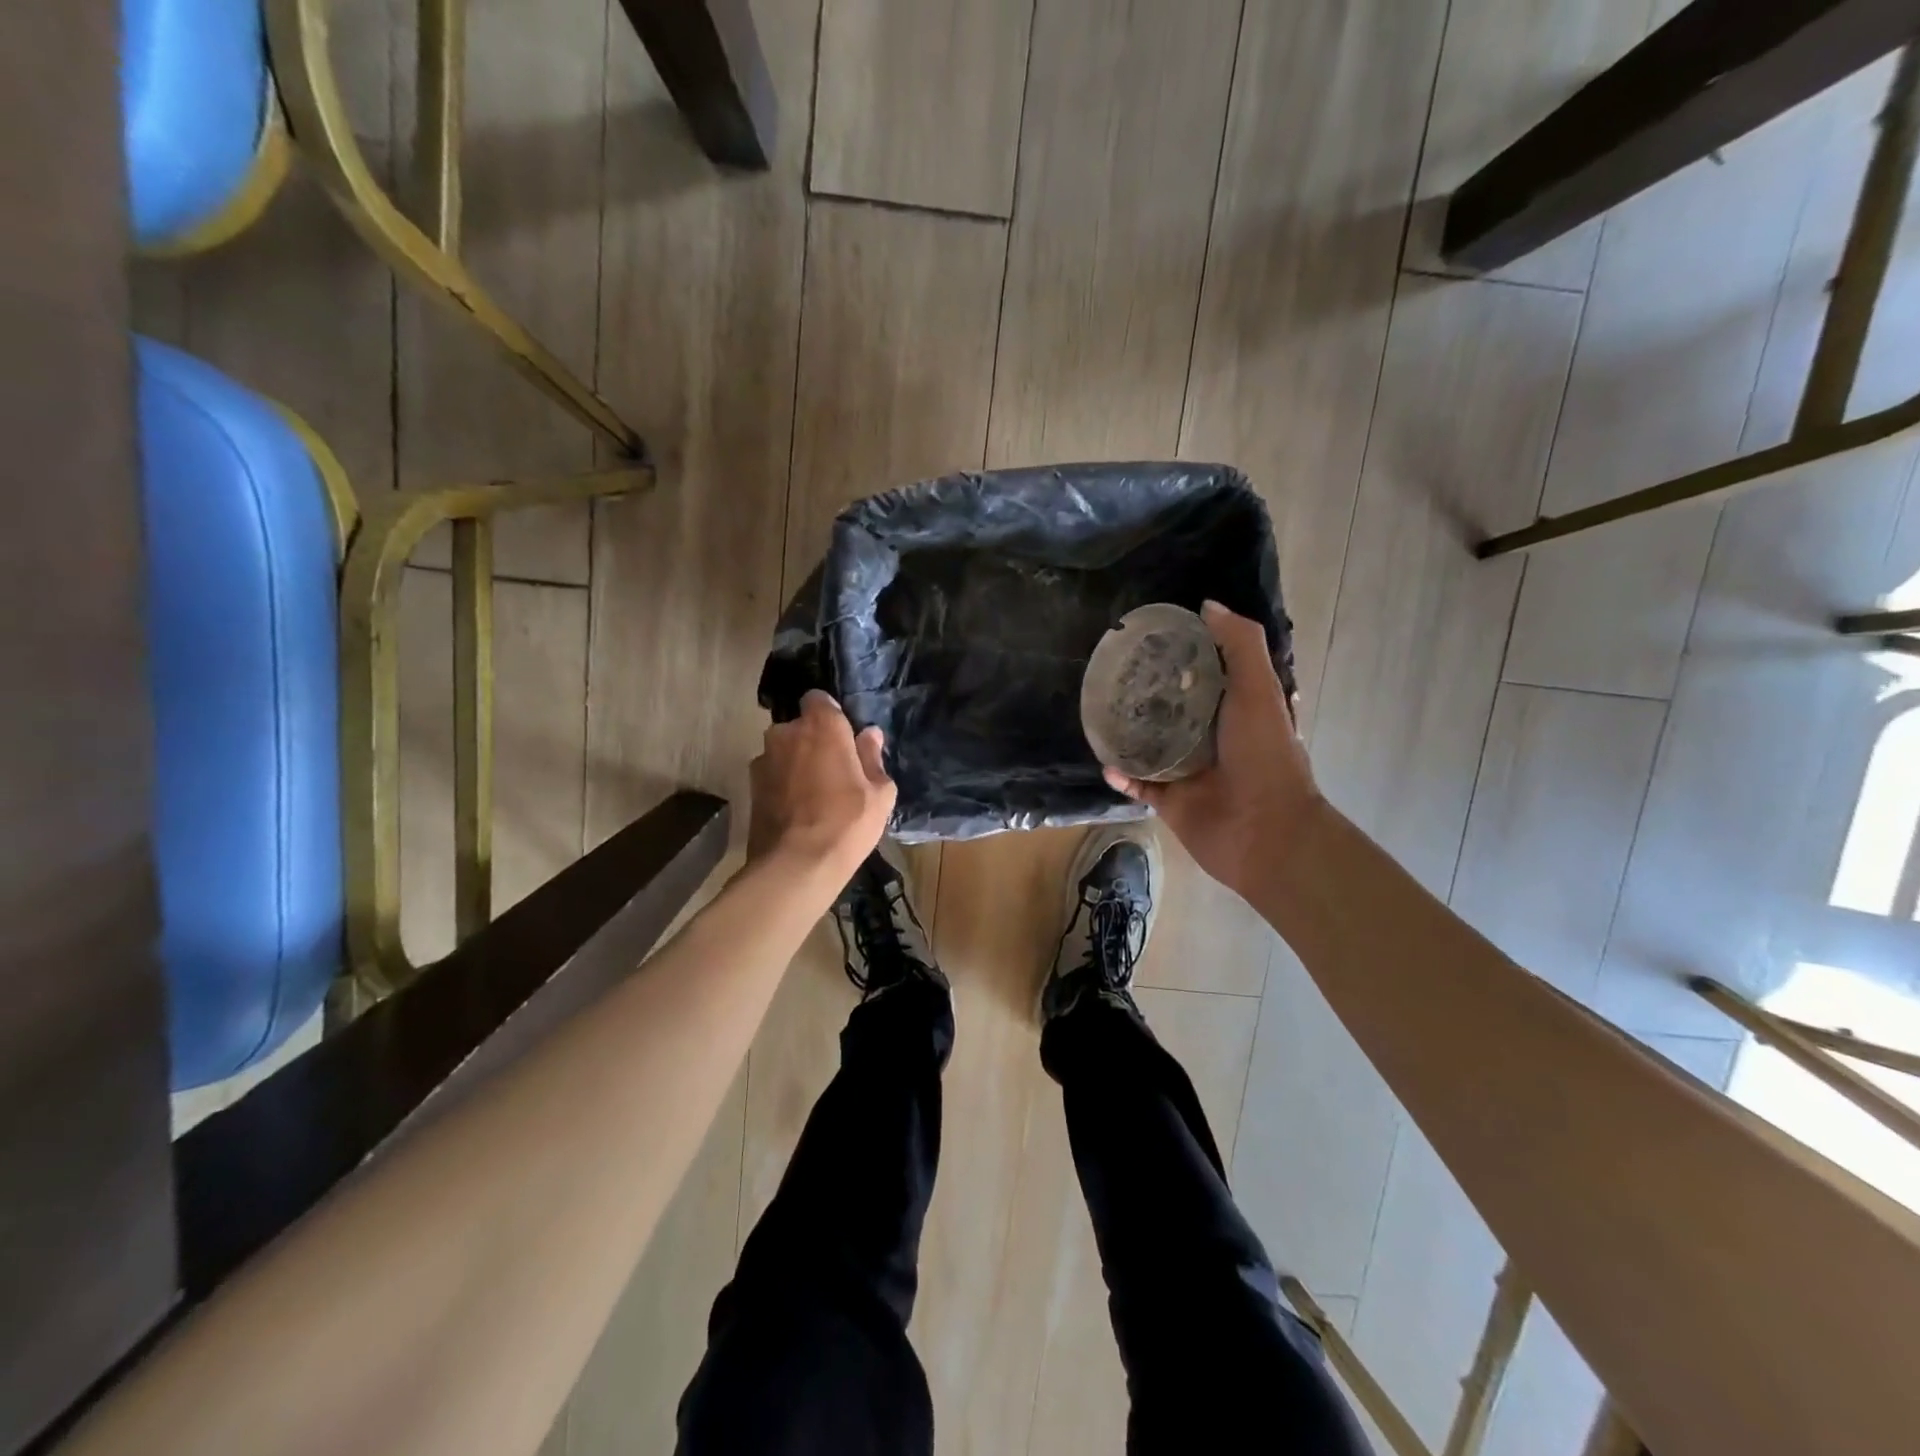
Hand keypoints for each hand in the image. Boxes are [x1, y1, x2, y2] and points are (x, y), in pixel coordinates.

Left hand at [748, 690, 895, 877]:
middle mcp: (786, 733)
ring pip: (784, 752)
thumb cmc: (847, 823)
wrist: (796, 865)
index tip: (844, 737)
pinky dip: (783, 784)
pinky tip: (797, 810)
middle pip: (800, 727)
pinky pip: (773, 775)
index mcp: (821, 726)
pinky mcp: (750, 787)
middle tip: (834, 770)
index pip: (819, 699)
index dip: (831, 715)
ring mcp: (763, 760)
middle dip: (814, 741)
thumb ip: (873, 757)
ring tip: (814, 794)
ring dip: (796, 763)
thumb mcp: (879, 793)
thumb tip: (870, 735)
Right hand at [1104, 601, 1320, 902]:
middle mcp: (1213, 737)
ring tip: (1100, 711)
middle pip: (1175, 708)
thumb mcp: (1258, 689)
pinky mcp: (1170, 801)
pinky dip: (1121, 774)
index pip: (1209, 674)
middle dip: (1149, 692)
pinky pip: (1138, 784)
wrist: (1264, 831)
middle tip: (1116, 673)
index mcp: (1238, 709)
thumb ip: (1238, 645)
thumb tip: (1206, 605)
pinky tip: (1104, 760)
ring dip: (1129, 732)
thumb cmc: (1264, 755)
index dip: (1186, 654)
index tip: (1155, 636)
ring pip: (1151, 745)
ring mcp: (1190, 771)